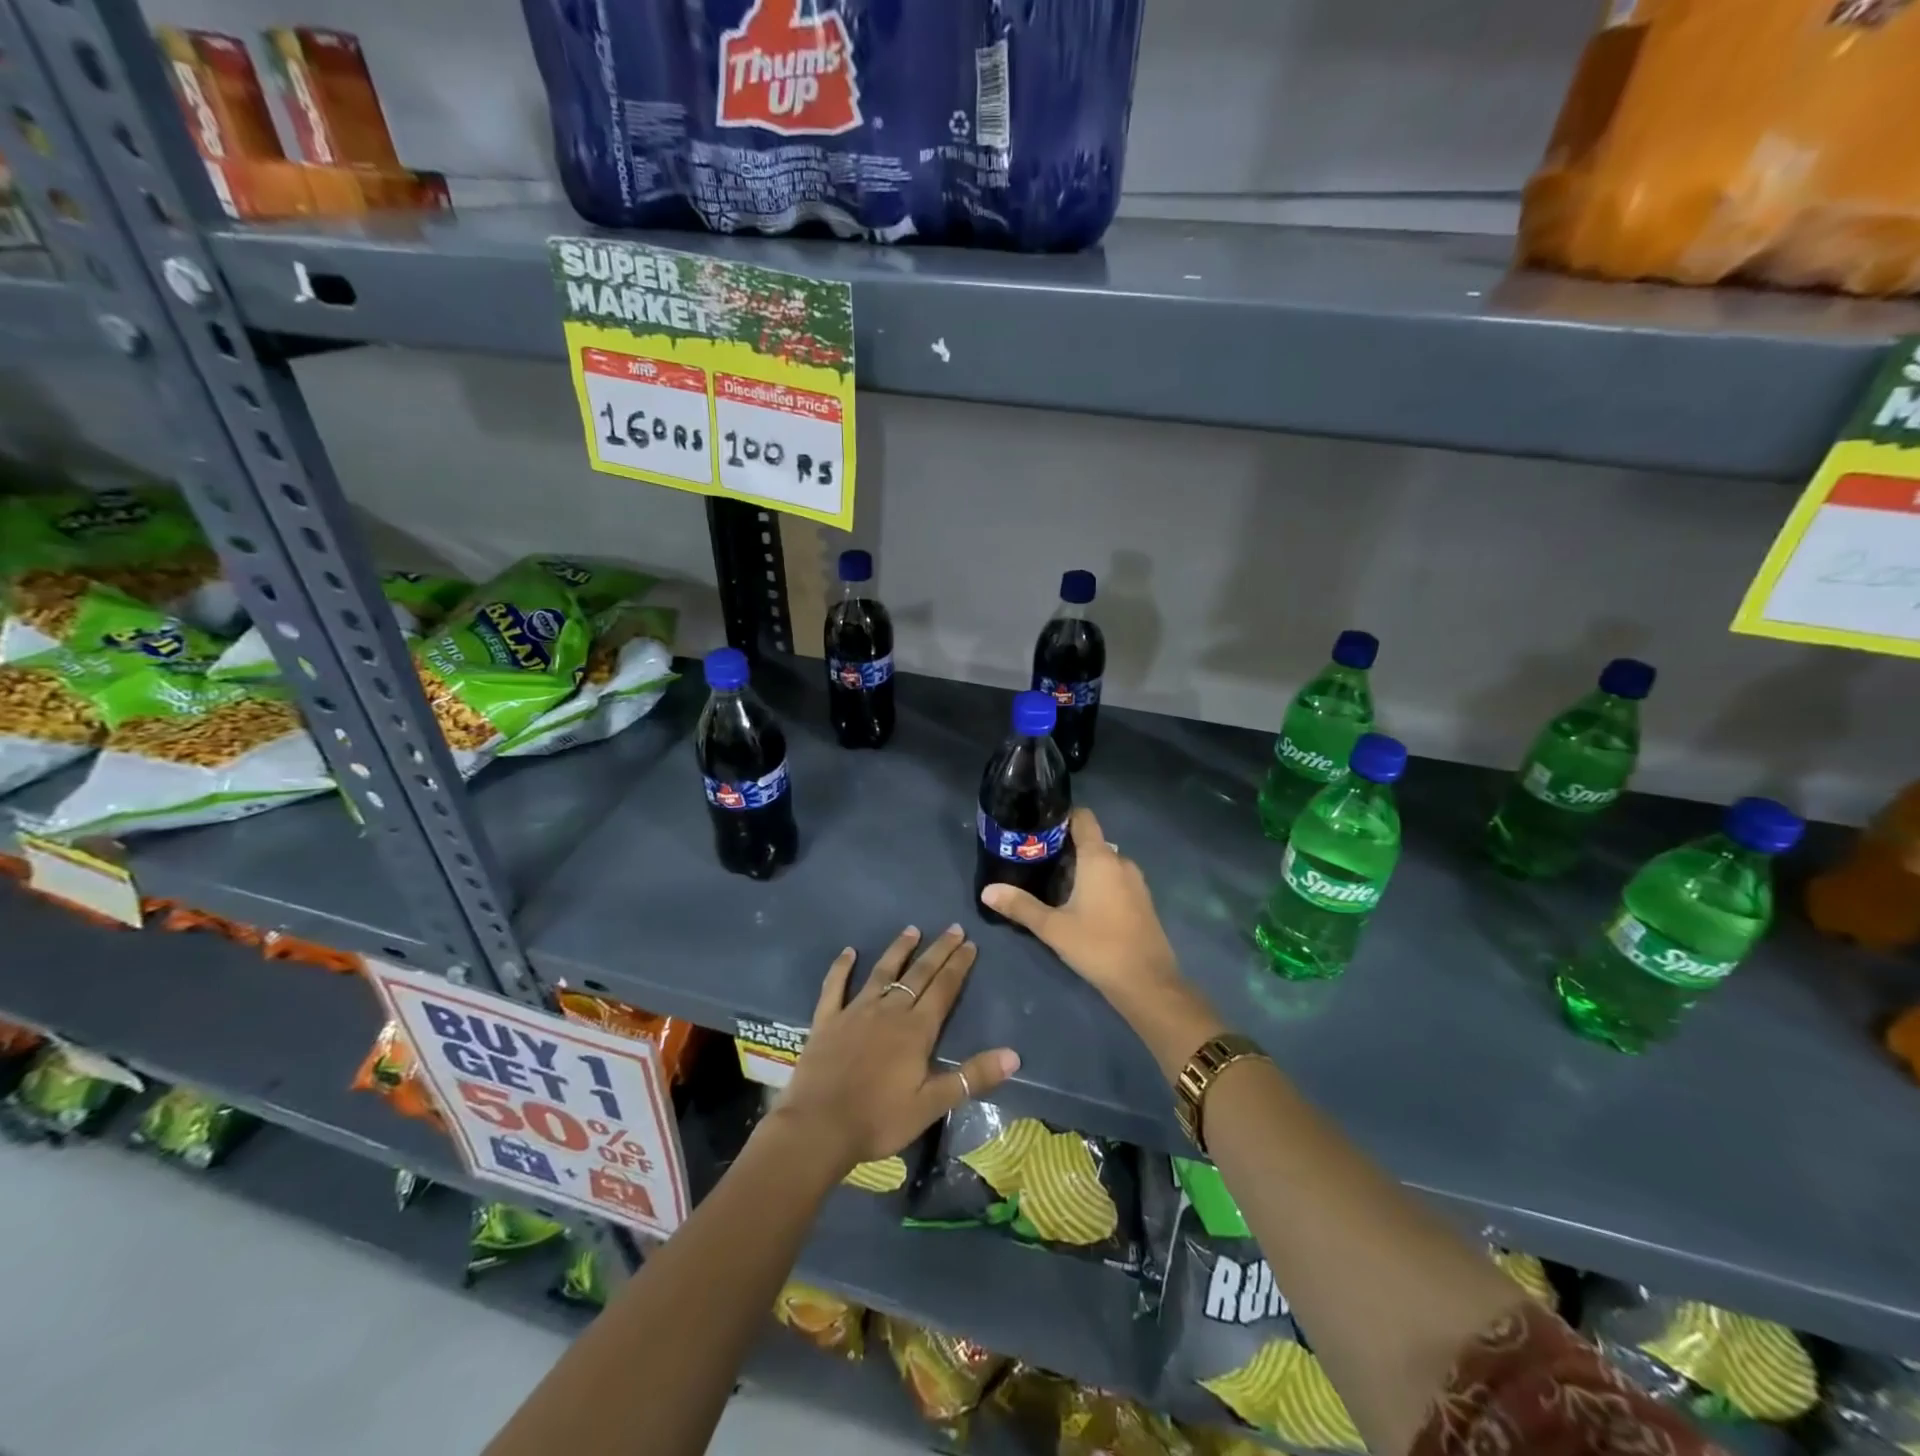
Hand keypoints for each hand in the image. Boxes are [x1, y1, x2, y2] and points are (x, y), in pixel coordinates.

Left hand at [769, 925, 1020, 1175]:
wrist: (819, 1127)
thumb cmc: (879, 1119)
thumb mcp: (932, 1104)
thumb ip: (972, 1077)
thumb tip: (1014, 1055)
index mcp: (916, 1030)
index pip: (944, 989)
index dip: (958, 965)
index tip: (970, 943)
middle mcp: (889, 1011)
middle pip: (918, 974)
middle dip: (938, 950)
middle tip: (952, 928)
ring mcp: (855, 1011)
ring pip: (882, 972)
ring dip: (898, 950)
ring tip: (912, 930)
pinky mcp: (827, 1019)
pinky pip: (835, 986)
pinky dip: (841, 967)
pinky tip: (848, 952)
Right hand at [978, 807, 1179, 1001]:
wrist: (1148, 983)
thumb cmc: (1098, 946)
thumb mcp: (1053, 928)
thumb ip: (1020, 906)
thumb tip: (988, 891)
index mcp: (1100, 858)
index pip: (1083, 818)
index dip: (1061, 817)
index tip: (1037, 828)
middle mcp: (1121, 861)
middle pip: (1090, 841)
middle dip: (1063, 849)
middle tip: (1034, 862)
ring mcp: (1135, 881)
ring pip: (1102, 863)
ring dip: (1079, 868)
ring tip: (1051, 884)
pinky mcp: (1141, 901)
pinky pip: (1114, 879)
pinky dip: (1096, 883)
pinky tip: (1078, 905)